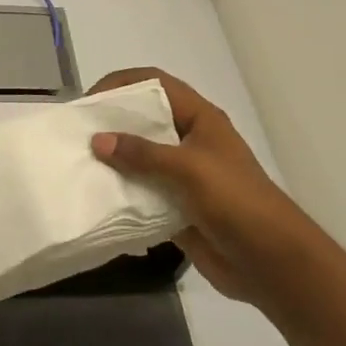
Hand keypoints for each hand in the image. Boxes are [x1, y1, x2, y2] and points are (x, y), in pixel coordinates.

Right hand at [87, 68, 319, 309]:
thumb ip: (142, 154)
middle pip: (144, 119)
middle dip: (111, 123)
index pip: (156, 84)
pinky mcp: (176, 206)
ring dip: (113, 161)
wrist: (269, 262)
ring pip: (140, 158)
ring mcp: (183, 175)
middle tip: (76, 134)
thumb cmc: (235, 201)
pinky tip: (96, 197)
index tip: (90, 101)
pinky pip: (142, 192)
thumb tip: (98, 140)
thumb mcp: (188, 169)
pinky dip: (121, 193)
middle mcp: (189, 141)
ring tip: (78, 164)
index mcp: (199, 119)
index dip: (122, 84)